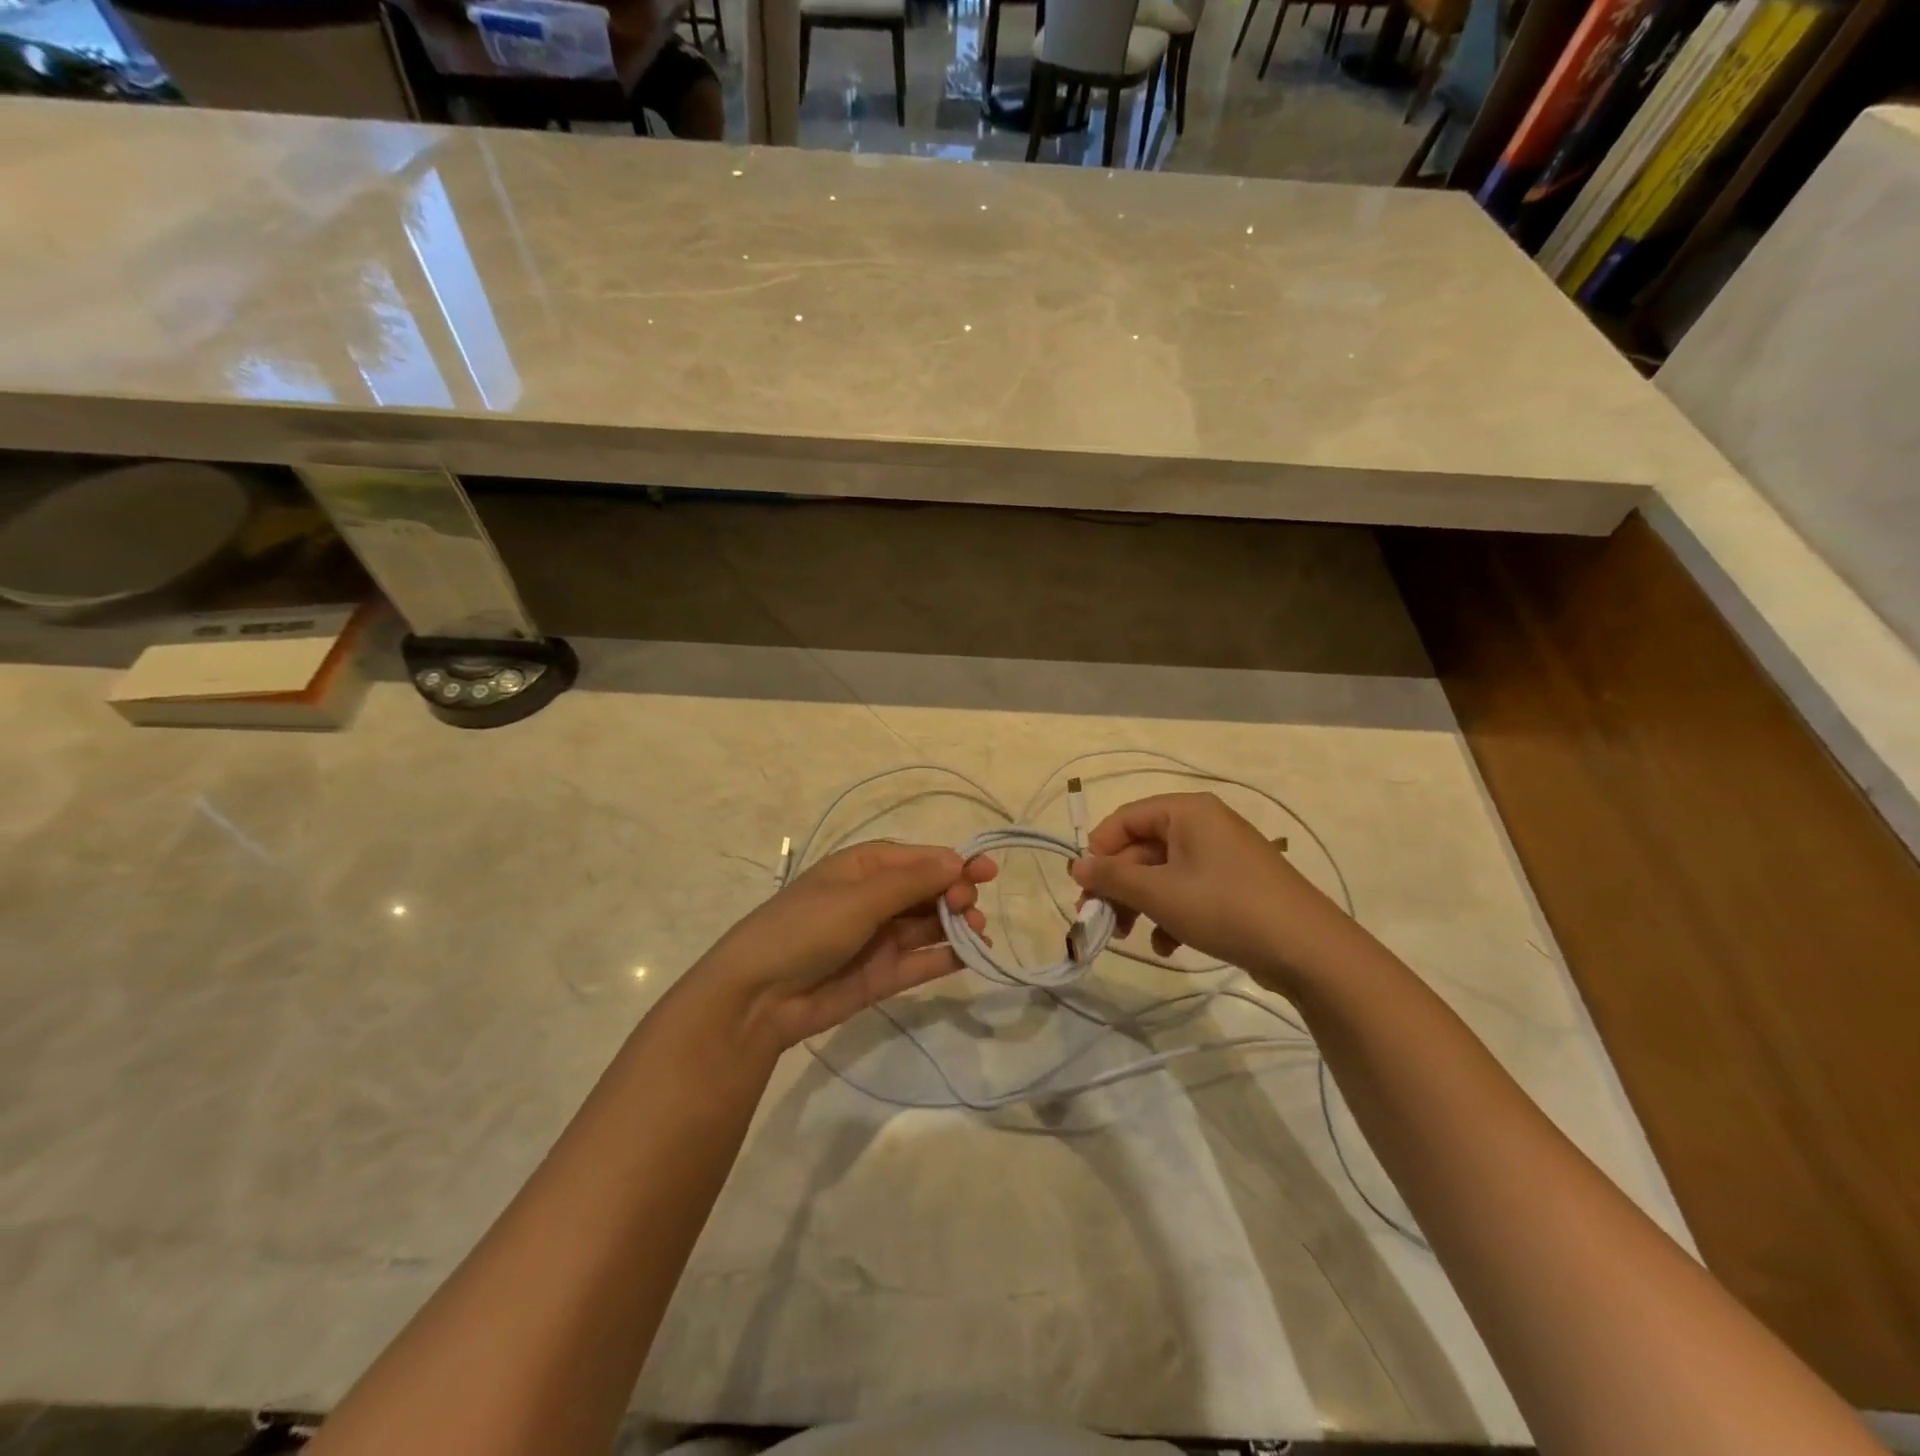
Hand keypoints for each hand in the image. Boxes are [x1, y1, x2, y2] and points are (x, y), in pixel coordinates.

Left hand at [696, 841, 997, 1050]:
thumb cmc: (805, 929)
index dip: (954, 864)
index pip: (919, 859)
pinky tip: (972, 955)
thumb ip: (911, 882)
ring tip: (978, 933)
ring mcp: (879, 938)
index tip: (988, 873)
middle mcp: (875, 898)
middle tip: (969, 909)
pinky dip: (947, 957)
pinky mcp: (882, 975)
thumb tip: (957, 860)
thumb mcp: (858, 898)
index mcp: (864, 868)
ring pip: (930, 926)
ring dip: (957, 925)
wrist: (758, 997)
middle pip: (929, 891)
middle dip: (956, 895)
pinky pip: (922, 961)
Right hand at [1068, 793, 1354, 991]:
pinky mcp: (1237, 886)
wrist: (1308, 950)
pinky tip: (1168, 947)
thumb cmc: (1225, 907)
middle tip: (1098, 921)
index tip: (1083, 887)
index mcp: (1187, 811)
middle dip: (1119, 886)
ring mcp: (1223, 856)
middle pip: (1143, 849)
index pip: (1125, 819)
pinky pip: (1190, 891)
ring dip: (1141, 905)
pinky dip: (1172, 915)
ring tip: (1130, 938)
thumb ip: (1112, 878)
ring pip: (1164, 874)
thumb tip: (1075, 865)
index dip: (1098, 851)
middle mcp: (1204, 825)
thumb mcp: (1159, 893)